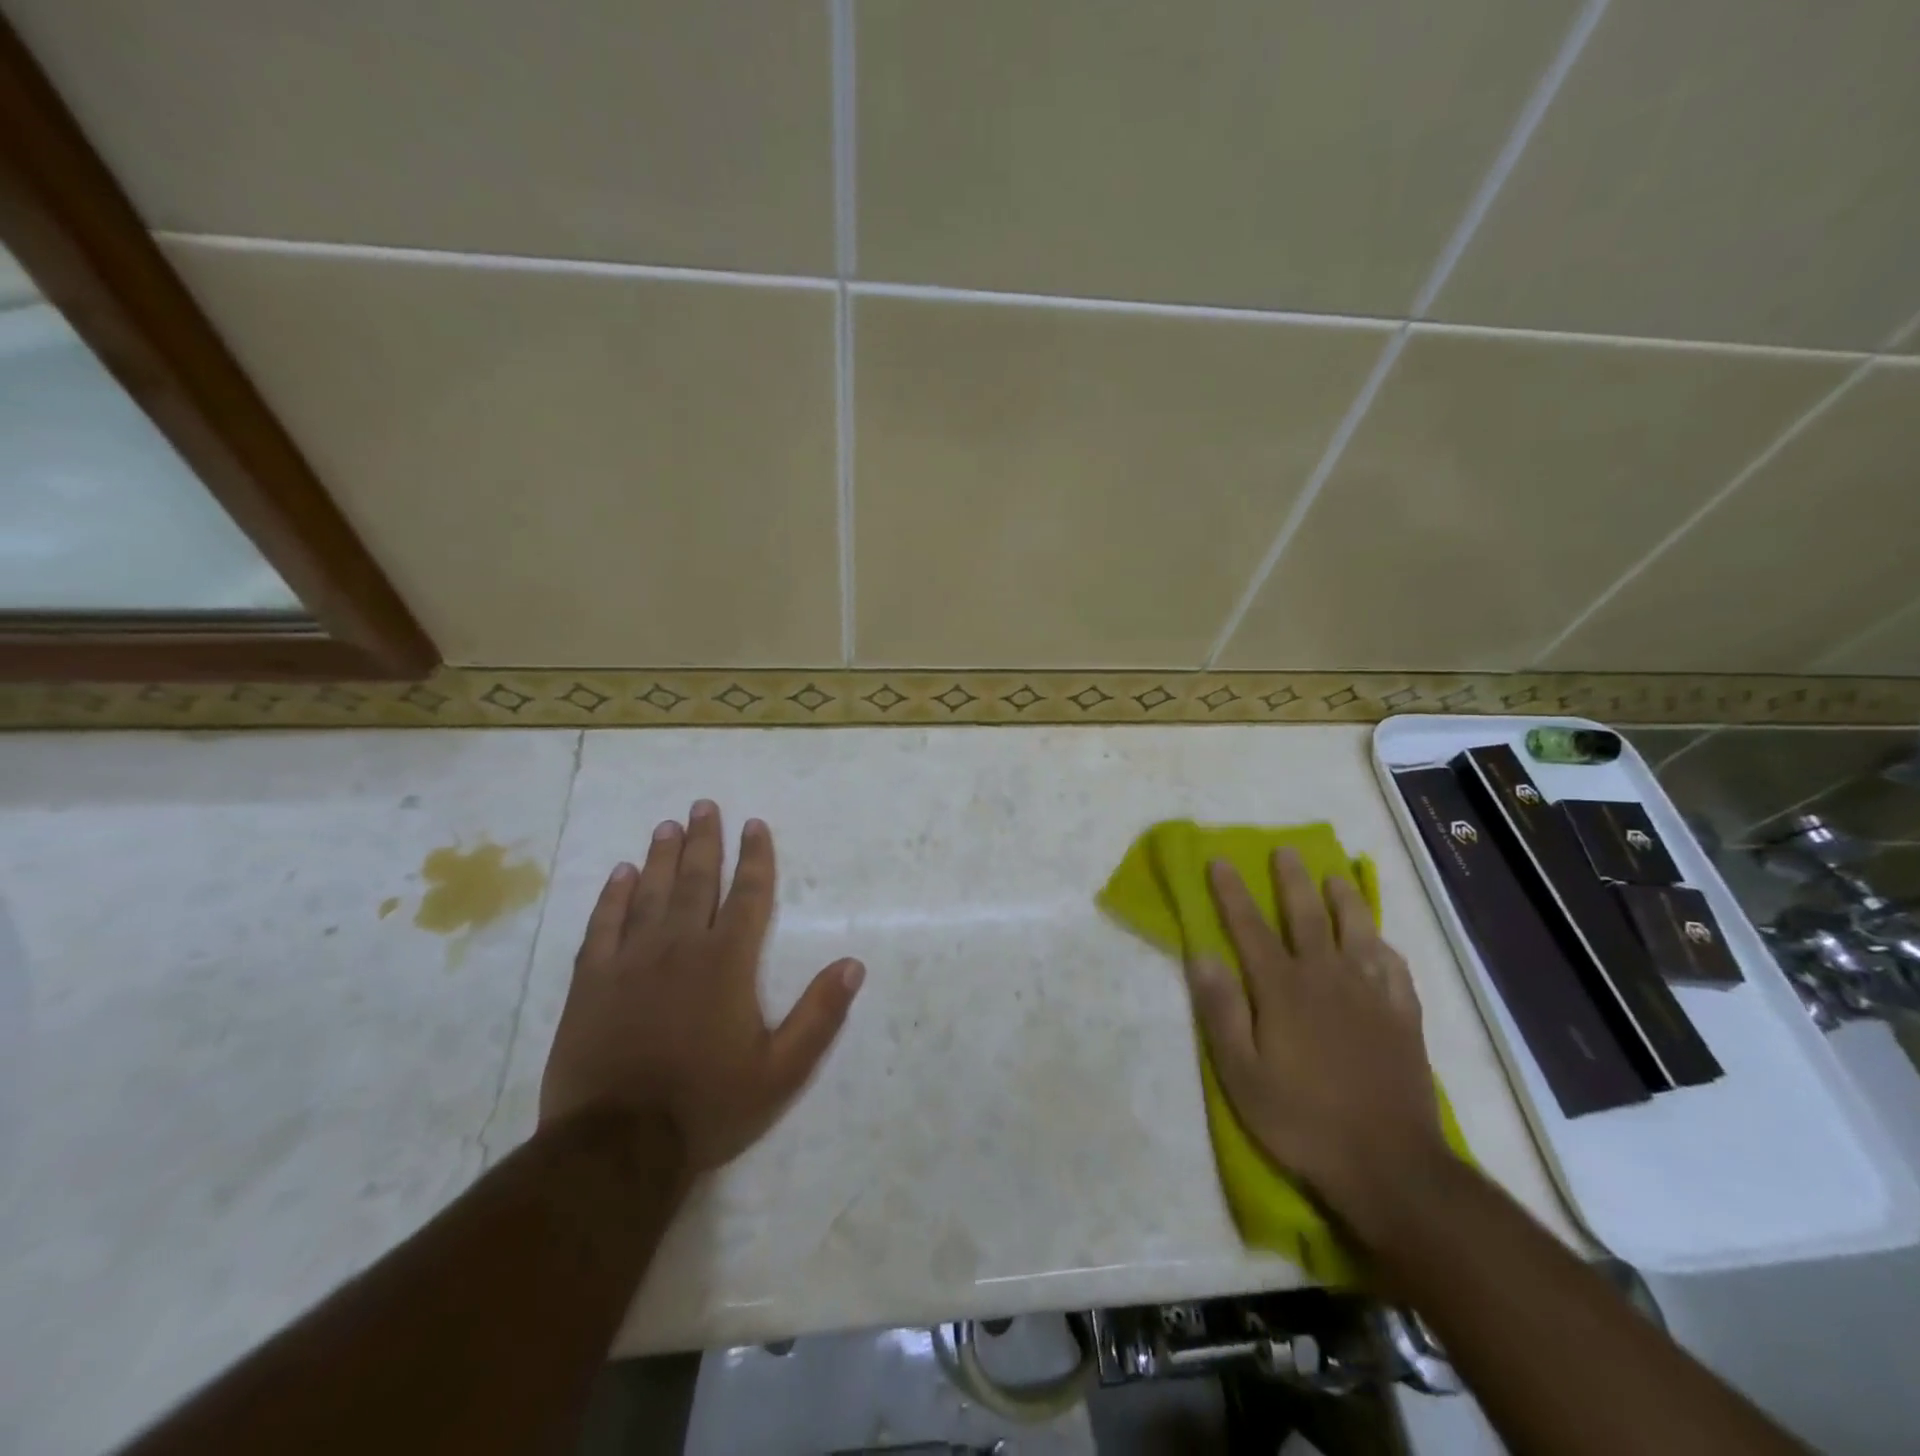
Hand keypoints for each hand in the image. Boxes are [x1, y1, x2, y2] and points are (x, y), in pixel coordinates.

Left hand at [540, 800, 864, 1171]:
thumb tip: (854, 965)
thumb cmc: (708, 1105)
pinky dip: (612, 896)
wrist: (617, 1147)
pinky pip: (603, 925)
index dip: (755, 858)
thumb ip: (819, 1015)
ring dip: (660, 856)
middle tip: (704, 805)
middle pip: (695, 880)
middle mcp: (680, 947)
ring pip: (649, 893)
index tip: (754, 825)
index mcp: (727, 962)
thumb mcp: (781, 1070)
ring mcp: (630, 961)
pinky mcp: (591, 981)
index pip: (747, 895)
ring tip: (667, 825)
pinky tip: (620, 874)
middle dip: (704, 840)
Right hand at [1184, 848, 1448, 1236]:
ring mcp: (1371, 997)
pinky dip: (1385, 949)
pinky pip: (1395, 970)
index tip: (1221, 861)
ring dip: (1345, 901)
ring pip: (1358, 933)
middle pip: (1307, 917)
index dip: (1232, 893)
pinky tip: (1381, 943)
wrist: (1389, 1166)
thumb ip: (1221, 1011)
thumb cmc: (1301, 1120)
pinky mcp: (1404, 1019)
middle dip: (1292, 881)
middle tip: (1286, 851)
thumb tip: (1202, 955)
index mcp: (1282, 990)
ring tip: (1337, 877)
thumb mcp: (1241, 1074)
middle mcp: (1327, 979)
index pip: (1250, 928)